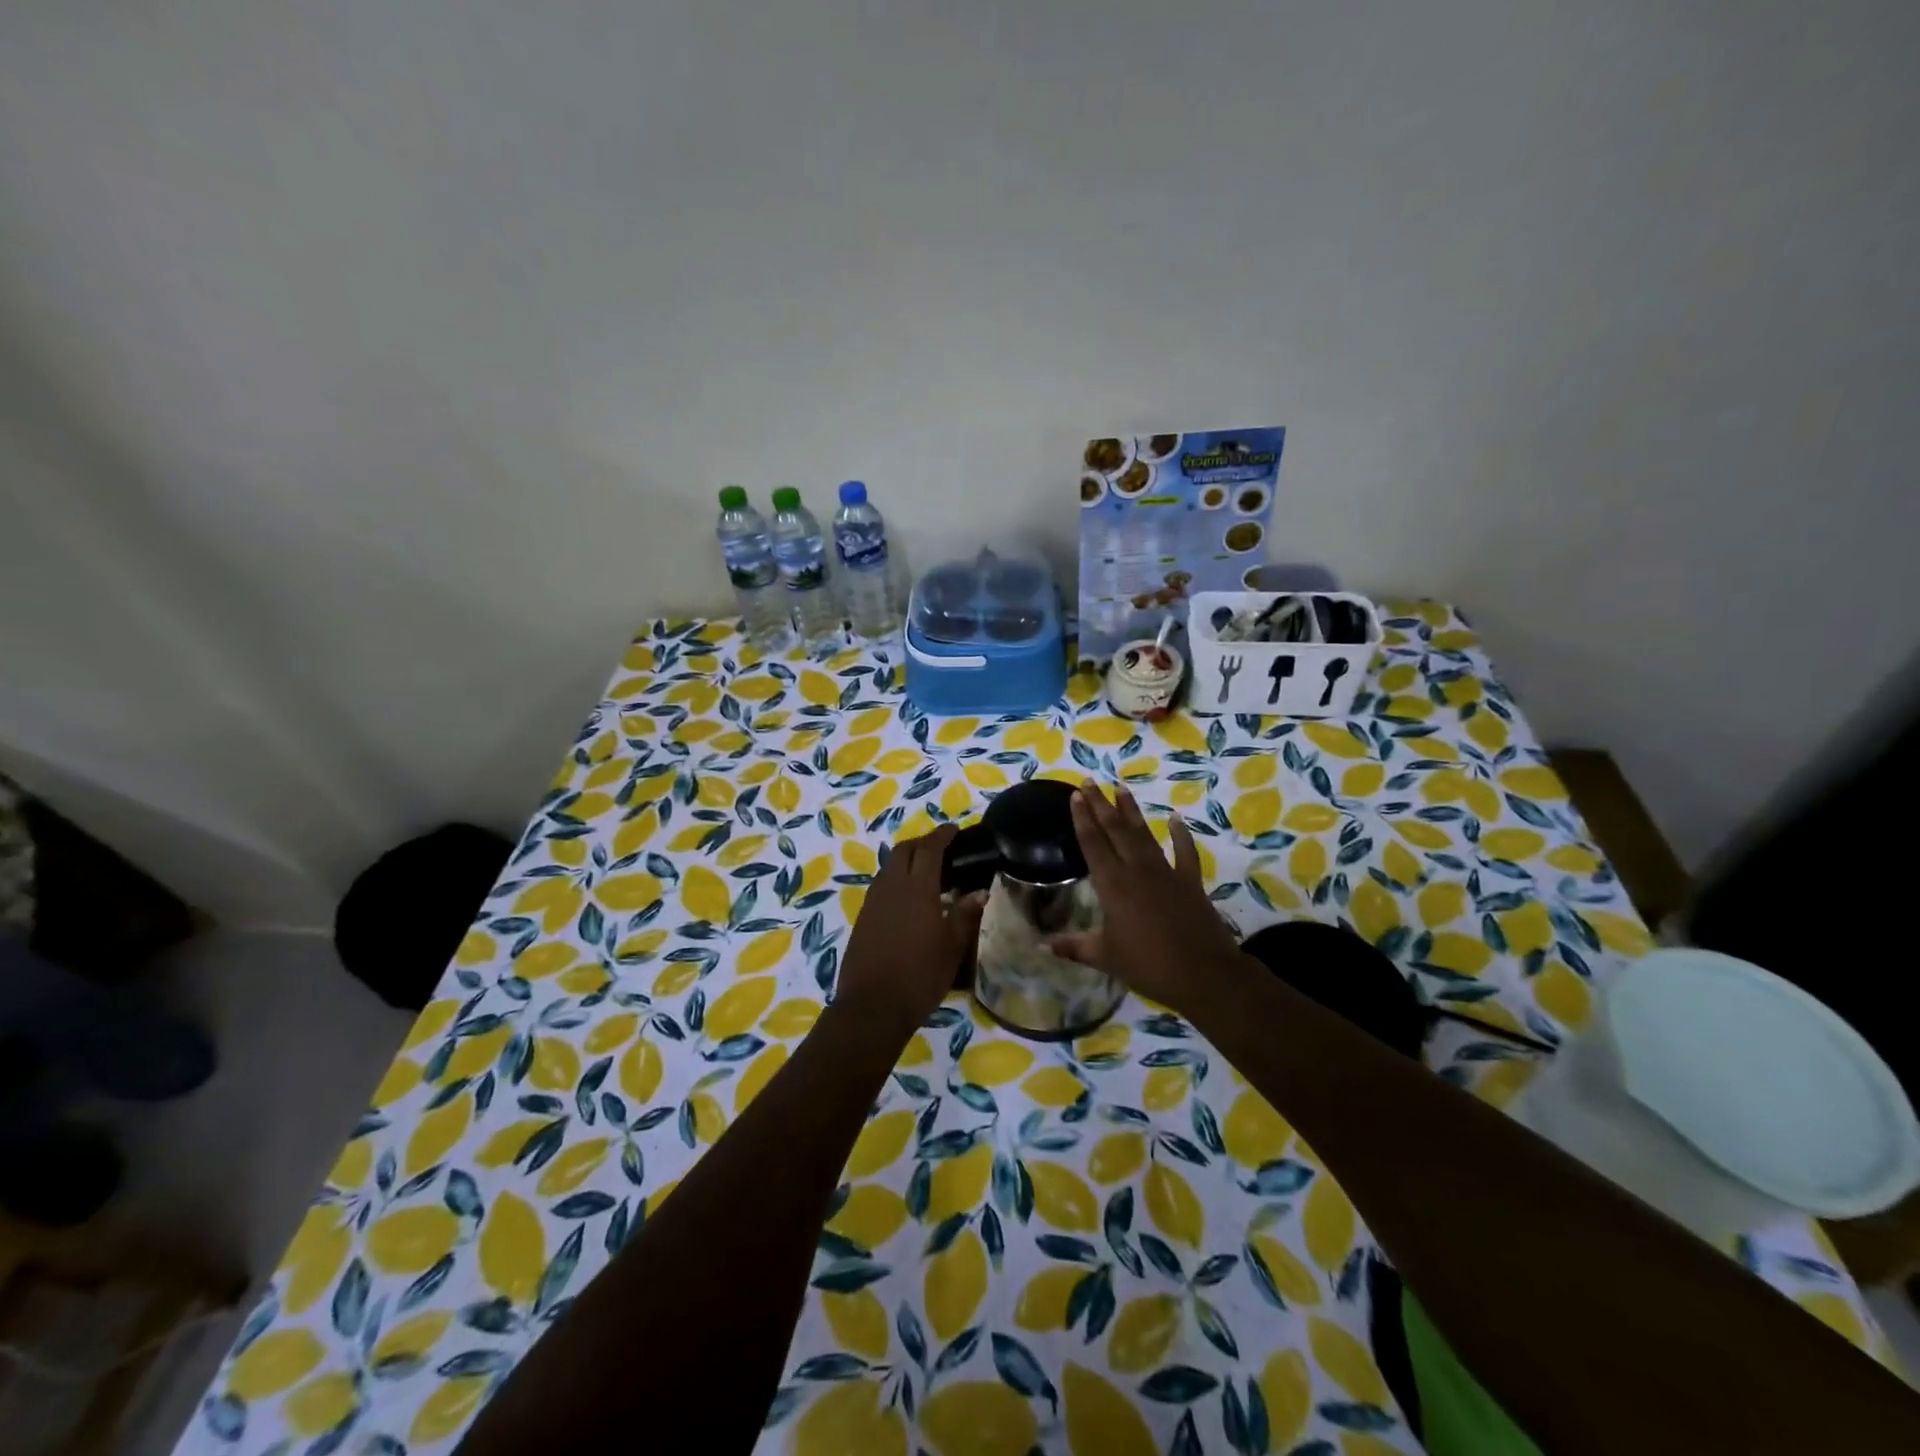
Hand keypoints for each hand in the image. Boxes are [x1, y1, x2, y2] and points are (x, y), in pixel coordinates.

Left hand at [834, 824, 984, 1035]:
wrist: (872, 1006)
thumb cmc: (920, 976)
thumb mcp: (952, 948)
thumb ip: (965, 916)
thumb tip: (979, 893)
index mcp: (918, 889)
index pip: (930, 849)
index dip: (942, 835)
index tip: (953, 830)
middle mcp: (892, 887)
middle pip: (904, 850)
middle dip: (921, 843)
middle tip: (941, 850)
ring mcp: (873, 902)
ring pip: (889, 867)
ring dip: (907, 861)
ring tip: (927, 874)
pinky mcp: (863, 918)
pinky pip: (881, 886)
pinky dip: (896, 880)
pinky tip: (909, 900)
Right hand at [1045, 780, 1247, 1015]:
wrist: (1204, 974)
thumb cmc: (1148, 965)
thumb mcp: (1105, 957)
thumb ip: (1073, 946)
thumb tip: (1041, 945)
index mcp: (1113, 885)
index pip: (1093, 844)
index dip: (1082, 819)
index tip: (1075, 795)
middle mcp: (1137, 870)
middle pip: (1115, 830)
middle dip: (1100, 805)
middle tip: (1090, 782)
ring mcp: (1166, 872)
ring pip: (1144, 834)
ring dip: (1131, 811)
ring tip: (1121, 788)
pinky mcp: (1190, 881)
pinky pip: (1185, 851)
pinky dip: (1180, 834)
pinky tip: (1176, 819)